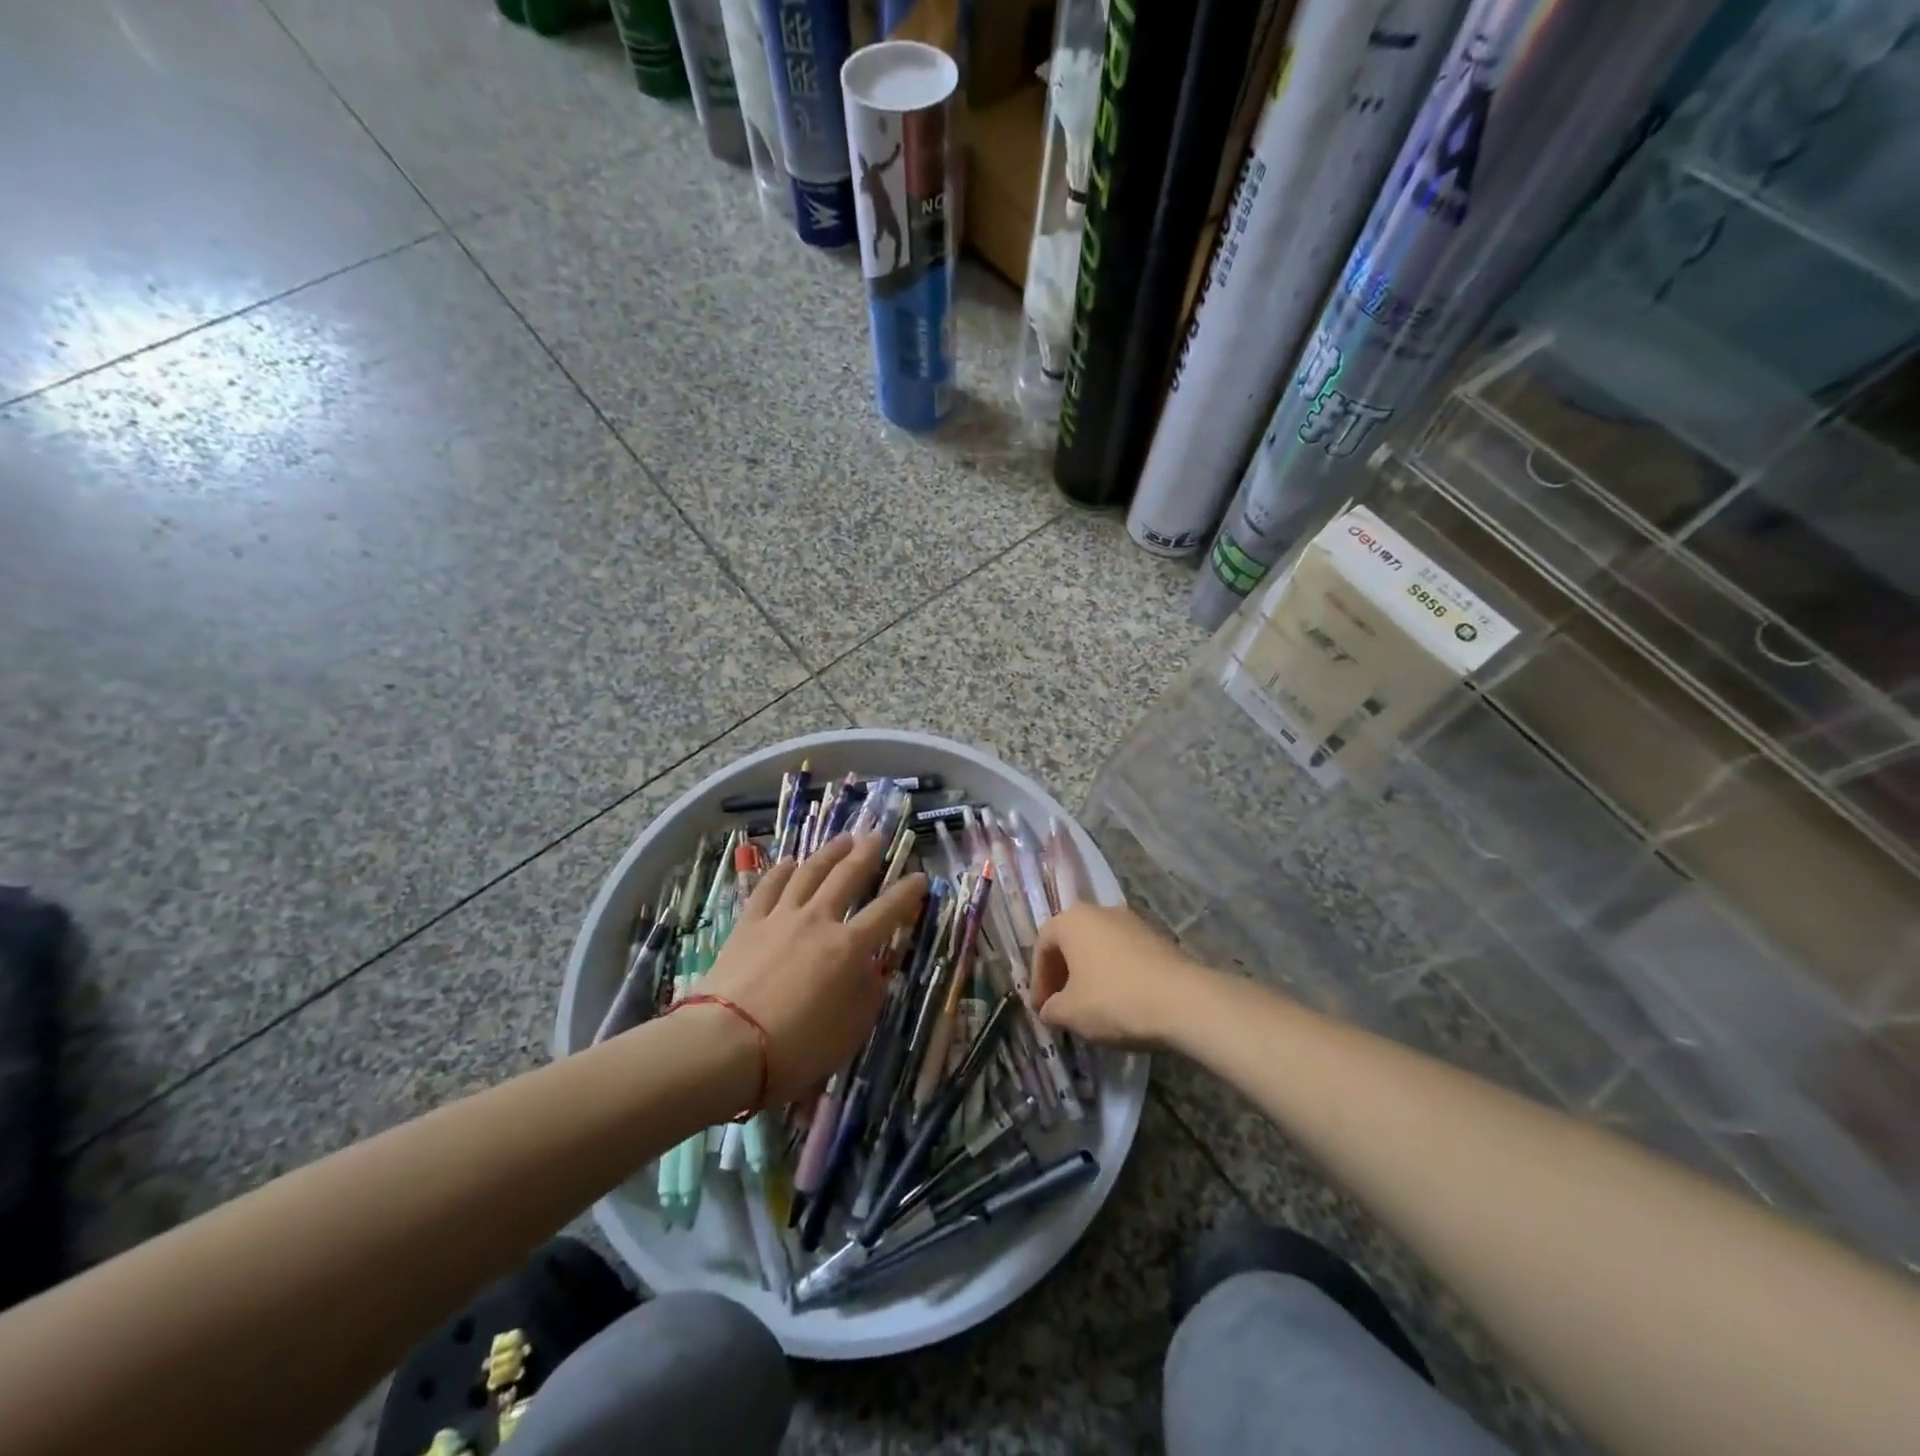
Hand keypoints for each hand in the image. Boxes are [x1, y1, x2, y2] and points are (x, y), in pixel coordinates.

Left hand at [698, 833, 926, 1104]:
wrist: (726, 1044)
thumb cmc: (796, 1046)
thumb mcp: (850, 1031)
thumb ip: (868, 995)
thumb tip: (873, 970)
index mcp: (849, 947)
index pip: (888, 911)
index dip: (907, 893)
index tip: (921, 877)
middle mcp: (818, 921)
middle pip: (847, 876)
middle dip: (867, 853)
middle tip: (878, 835)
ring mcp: (780, 918)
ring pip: (809, 873)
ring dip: (829, 852)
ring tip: (843, 838)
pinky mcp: (748, 924)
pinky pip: (769, 888)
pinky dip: (781, 871)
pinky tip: (790, 862)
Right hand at [1030, 903, 1207, 1049]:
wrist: (1184, 1001)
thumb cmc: (1115, 1000)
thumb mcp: (1071, 1013)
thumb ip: (1052, 1009)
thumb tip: (1050, 1009)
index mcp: (1072, 920)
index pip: (1043, 945)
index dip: (1039, 979)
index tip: (1042, 1008)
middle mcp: (1100, 911)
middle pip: (1072, 941)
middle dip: (1063, 973)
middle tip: (1061, 1005)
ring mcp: (1132, 922)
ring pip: (1098, 946)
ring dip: (1089, 973)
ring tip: (1090, 1005)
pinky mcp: (1157, 938)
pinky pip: (1123, 954)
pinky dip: (1114, 973)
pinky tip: (1119, 1001)